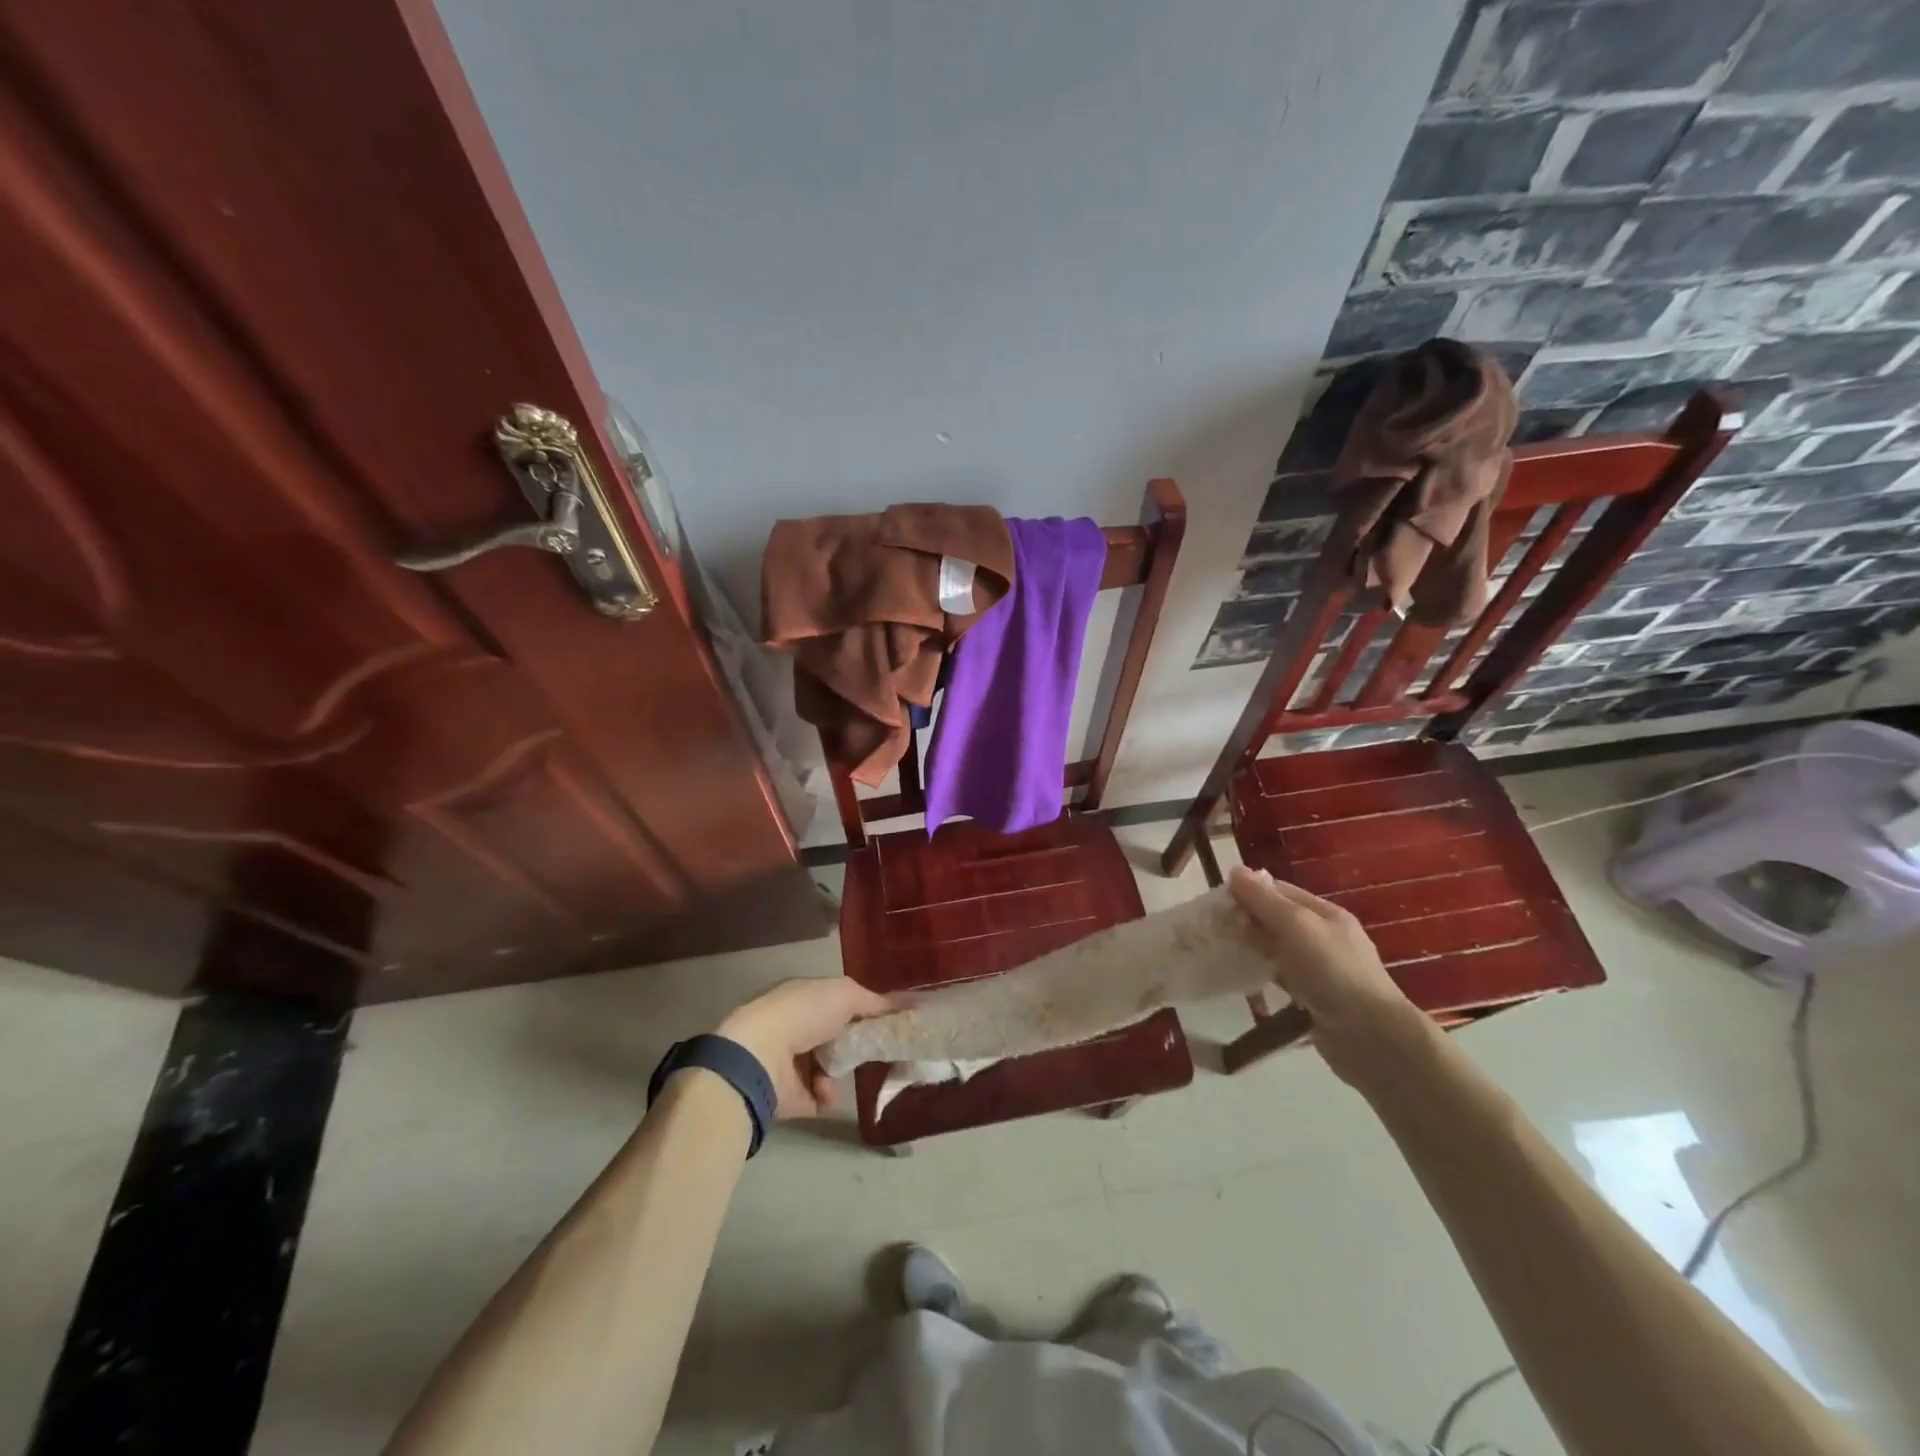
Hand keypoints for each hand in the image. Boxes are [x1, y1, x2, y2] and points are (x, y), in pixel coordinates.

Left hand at [717, 977, 893, 1118]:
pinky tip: (824, 1087)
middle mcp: (798, 1027)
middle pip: (839, 1037)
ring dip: (843, 1070)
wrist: (762, 1055)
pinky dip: (828, 1093)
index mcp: (806, 998)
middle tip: (881, 1049)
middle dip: (859, 1044)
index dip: (865, 1011)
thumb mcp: (846, 994)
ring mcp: (793, 1063)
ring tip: (843, 1069)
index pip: (841, 1004)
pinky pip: (821, 1097)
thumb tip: (905, 1005)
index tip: (891, 1022)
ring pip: (832, 1068)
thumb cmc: (804, 1013)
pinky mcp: (791, 1096)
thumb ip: (875, 1001)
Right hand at [1227, 864, 1431, 1087]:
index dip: (1248, 891)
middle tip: (1210, 929)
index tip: (1215, 901)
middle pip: (1277, 920)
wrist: (1370, 1037)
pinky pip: (1281, 979)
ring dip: (1251, 949)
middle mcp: (1324, 938)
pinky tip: (1241, 980)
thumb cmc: (1333, 970)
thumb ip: (1264, 899)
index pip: (1279, 891)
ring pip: (1277, 950)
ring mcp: (1320, 970)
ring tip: (1217, 952)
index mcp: (1325, 914)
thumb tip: (1234, 870)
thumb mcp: (1296, 925)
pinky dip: (1261, 976)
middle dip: (1246, 921)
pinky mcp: (1314, 999)